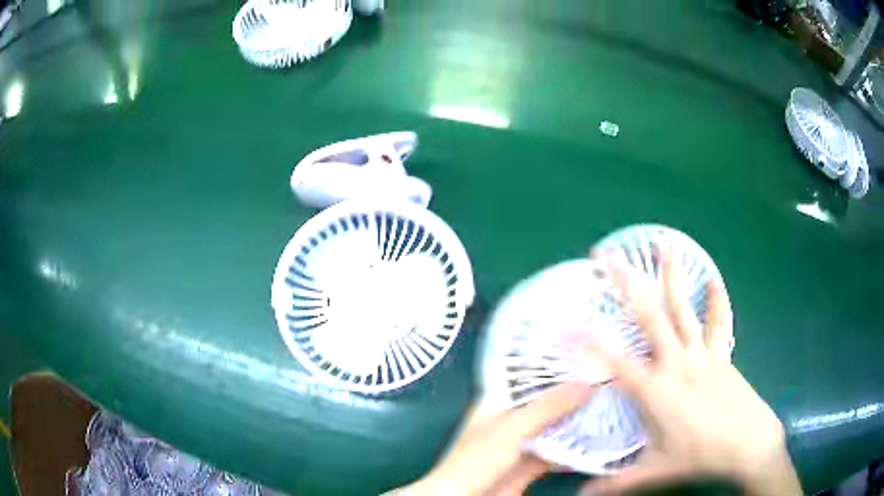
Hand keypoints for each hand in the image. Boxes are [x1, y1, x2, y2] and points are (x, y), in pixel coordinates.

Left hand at [396, 383, 594, 495]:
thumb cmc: (477, 459)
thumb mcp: (512, 428)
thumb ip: (547, 407)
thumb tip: (584, 384)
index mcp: (498, 401)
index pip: (530, 376)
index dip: (555, 366)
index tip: (586, 356)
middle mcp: (513, 418)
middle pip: (548, 401)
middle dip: (573, 393)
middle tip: (606, 378)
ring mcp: (525, 442)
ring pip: (556, 425)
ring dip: (579, 418)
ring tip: (611, 400)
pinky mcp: (534, 463)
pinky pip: (560, 450)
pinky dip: (578, 445)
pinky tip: (600, 435)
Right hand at [583, 247, 801, 494]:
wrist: (748, 443)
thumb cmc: (699, 456)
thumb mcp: (655, 472)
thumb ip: (615, 484)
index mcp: (655, 391)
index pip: (614, 362)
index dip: (588, 342)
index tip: (566, 321)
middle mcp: (675, 363)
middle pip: (647, 316)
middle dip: (625, 284)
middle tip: (608, 256)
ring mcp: (701, 353)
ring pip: (682, 306)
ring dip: (671, 274)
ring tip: (662, 244)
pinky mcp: (719, 354)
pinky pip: (716, 321)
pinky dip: (714, 299)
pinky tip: (712, 278)